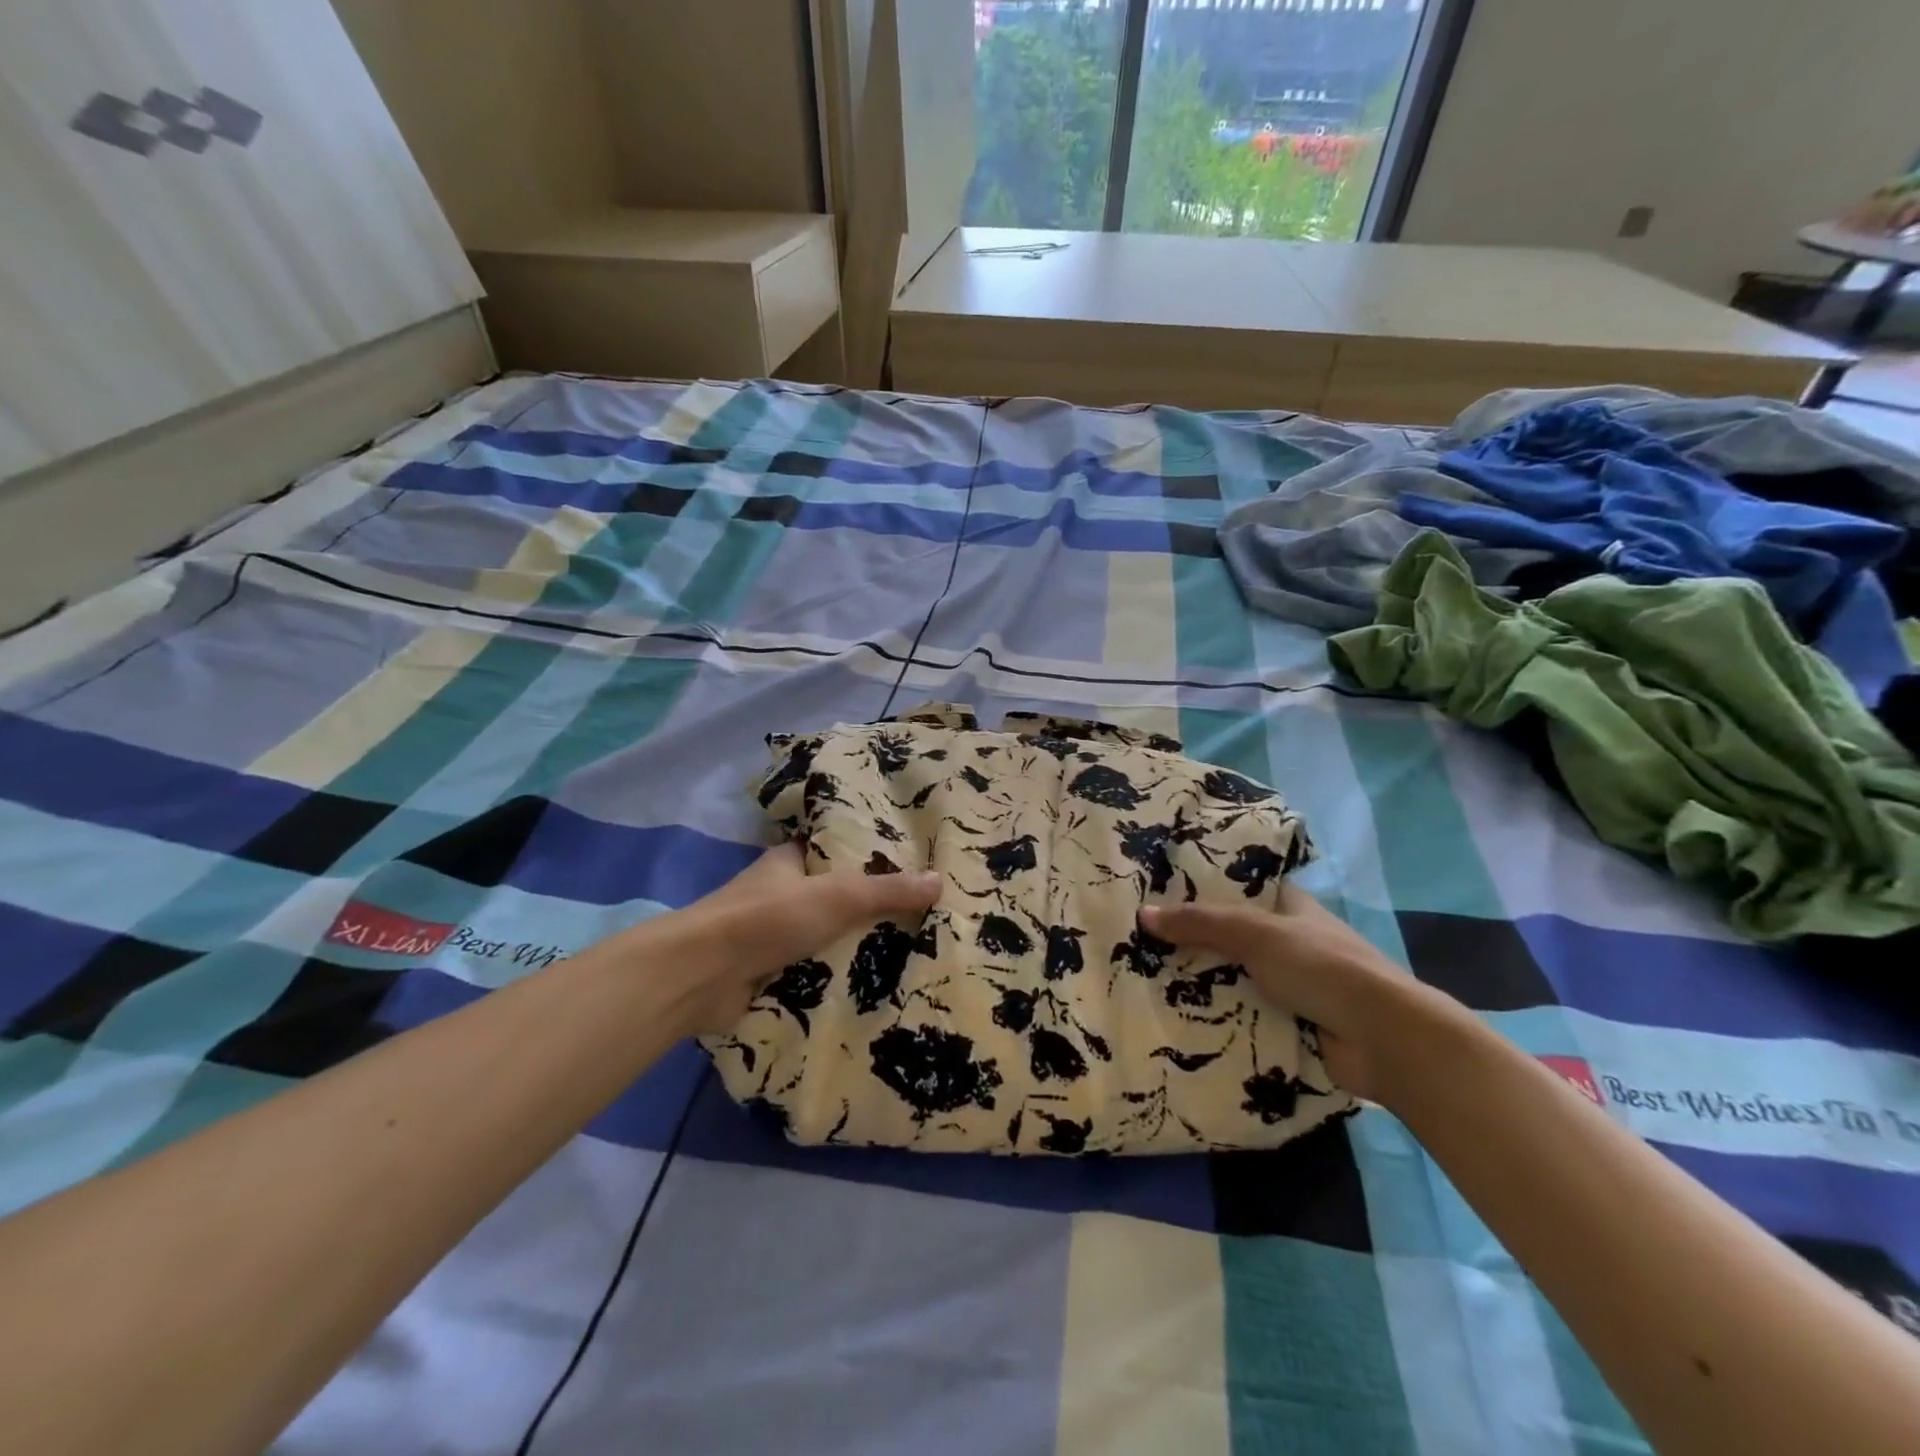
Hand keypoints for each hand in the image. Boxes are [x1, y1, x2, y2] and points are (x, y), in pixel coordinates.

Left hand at [669, 842, 941, 1033]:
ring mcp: (769, 936)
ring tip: (908, 954)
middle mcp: (778, 894)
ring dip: (851, 949)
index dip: (868, 857)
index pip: (834, 850)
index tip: (909, 869)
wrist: (703, 976)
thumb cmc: (770, 918)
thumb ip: (888, 891)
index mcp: (789, 861)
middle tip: (919, 918)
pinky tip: (872, 989)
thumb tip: (939, 881)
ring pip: (822, 938)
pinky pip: (810, 973)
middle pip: (832, 898)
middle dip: (867, 910)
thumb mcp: (840, 896)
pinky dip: (833, 980)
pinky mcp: (764, 974)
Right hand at [1141, 882, 1461, 1103]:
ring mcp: (1292, 985)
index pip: (1238, 888)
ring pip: (1234, 977)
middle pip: (1230, 936)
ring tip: (1145, 979)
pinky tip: (1176, 1018)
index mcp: (1290, 907)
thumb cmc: (1322, 968)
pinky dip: (1218, 1017)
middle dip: (1191, 941)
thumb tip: (1142, 915)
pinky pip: (1244, 1014)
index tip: (1155, 892)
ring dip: (1202, 983)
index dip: (1200, 888)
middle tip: (1138, 941)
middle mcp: (1290, 941)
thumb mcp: (1255, 934)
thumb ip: (1199, 923)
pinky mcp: (1292, 1024)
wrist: (1385, 1040)